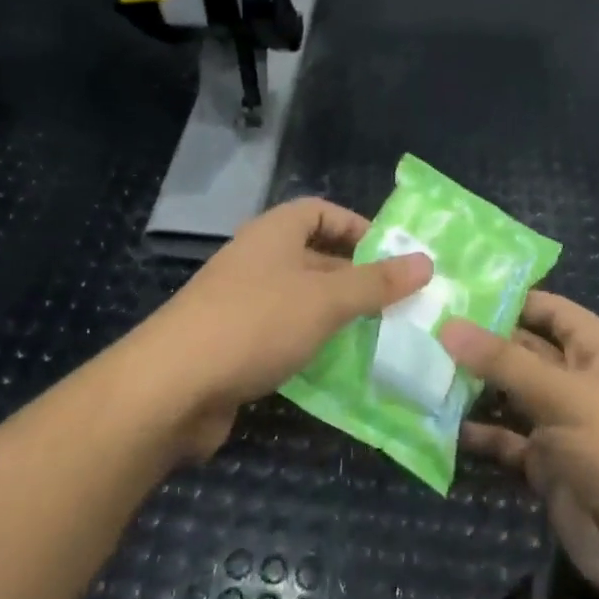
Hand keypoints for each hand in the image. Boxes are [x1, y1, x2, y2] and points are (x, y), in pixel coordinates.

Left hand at [133, 197, 431, 458]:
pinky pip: (283, 337)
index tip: (393, 256)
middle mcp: (256, 261)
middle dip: (355, 278)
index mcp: (273, 234)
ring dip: (337, 317)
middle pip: (314, 257)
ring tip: (382, 338)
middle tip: (400, 304)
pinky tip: (340, 370)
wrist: (173, 386)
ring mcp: (242, 305)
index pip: (319, 212)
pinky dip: (311, 347)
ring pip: (301, 302)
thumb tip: (425, 262)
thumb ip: (375, 282)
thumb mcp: (325, 299)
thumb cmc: (256, 323)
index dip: (356, 227)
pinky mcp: (234, 346)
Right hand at [442, 295, 598, 598]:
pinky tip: (436, 423)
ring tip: (418, 369)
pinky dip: (477, 434)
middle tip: (420, 328)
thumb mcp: (564, 396)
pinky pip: (506, 441)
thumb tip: (448, 325)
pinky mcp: (548, 467)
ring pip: (510, 395)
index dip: (505, 299)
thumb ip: (503, 361)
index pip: (548, 309)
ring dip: (471, 387)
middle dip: (478, 343)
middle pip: (523, 351)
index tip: (451, 291)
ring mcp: (563, 425)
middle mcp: (581, 382)